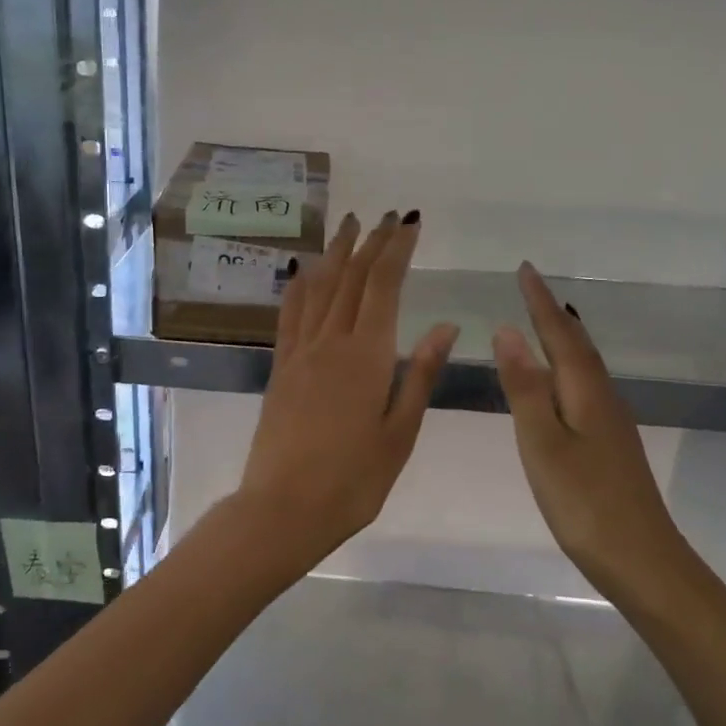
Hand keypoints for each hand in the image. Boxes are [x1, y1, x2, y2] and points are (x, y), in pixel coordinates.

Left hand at [236, 212, 459, 572]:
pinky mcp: (280, 368)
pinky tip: (304, 270)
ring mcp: (300, 353)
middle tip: (385, 216)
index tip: (410, 223)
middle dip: (370, 243)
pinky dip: (300, 286)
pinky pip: (290, 314)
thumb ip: (420, 374)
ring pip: (319, 288)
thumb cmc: (353, 480)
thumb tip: (444, 326)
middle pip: (351, 279)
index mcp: (367, 356)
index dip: (397, 250)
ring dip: (336, 253)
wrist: (283, 509)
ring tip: (349, 225)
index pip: (383, 287)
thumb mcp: (400, 433)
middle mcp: (331, 343)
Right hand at [491, 263, 685, 579]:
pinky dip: (569, 368)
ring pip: (584, 366)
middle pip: (576, 345)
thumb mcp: (542, 444)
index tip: (524, 268)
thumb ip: (525, 388)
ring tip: (544, 320)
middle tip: (530, 286)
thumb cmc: (584, 502)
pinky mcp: (611, 445)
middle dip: (551, 314)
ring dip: (563, 338)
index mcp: (585, 392)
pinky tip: (563, 381)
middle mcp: (603, 398)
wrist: (642, 560)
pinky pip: (585, 387)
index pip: (559, 334)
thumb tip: (508, 331)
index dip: (539, 302)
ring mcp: (611, 423)